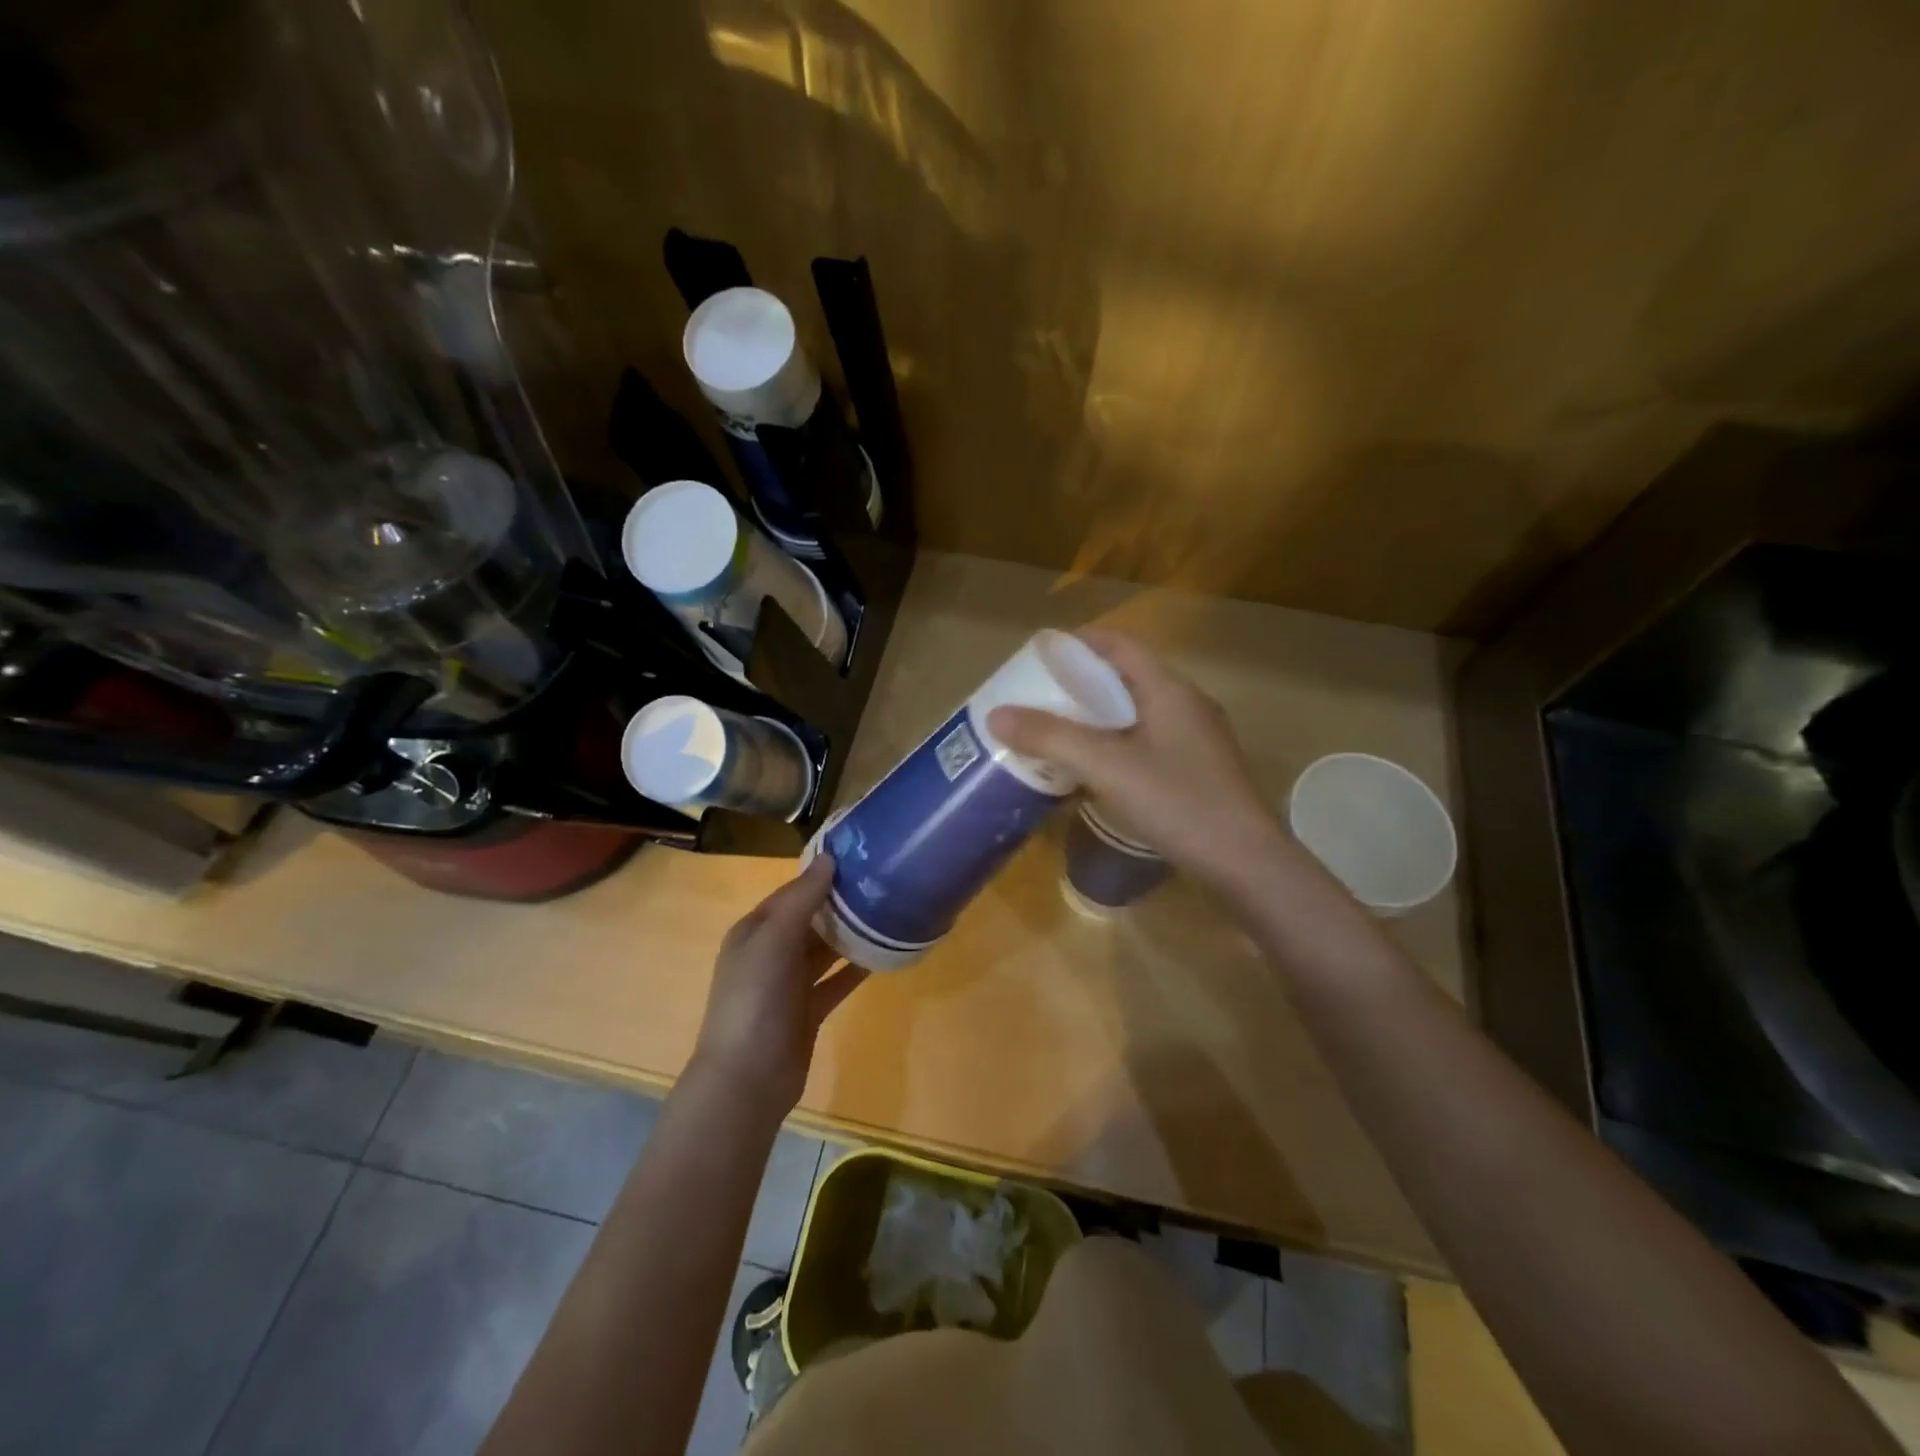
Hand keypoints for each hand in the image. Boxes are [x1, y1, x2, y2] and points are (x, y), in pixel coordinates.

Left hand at [691, 855, 867, 1119]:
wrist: (748, 1079)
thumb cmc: (756, 1000)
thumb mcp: (774, 941)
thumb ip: (801, 899)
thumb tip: (828, 858)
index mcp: (754, 932)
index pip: (791, 893)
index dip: (821, 876)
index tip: (860, 858)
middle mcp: (770, 953)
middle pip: (810, 919)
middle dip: (840, 903)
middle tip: (883, 883)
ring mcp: (789, 984)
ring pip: (824, 949)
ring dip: (850, 934)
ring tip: (888, 912)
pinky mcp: (808, 1011)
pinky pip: (836, 981)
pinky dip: (855, 968)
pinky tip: (884, 955)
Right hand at [989, 629, 1287, 895]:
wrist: (1246, 864)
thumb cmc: (1179, 803)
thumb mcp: (1108, 767)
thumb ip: (1052, 737)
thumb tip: (996, 714)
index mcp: (1169, 689)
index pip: (1119, 646)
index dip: (1079, 643)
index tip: (1039, 655)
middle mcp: (1186, 705)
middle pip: (1126, 678)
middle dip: (1081, 683)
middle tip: (1038, 697)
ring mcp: (1196, 739)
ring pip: (1136, 713)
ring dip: (1097, 717)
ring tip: (1057, 731)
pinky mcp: (1198, 771)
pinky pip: (1147, 742)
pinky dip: (1115, 744)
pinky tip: (1093, 770)